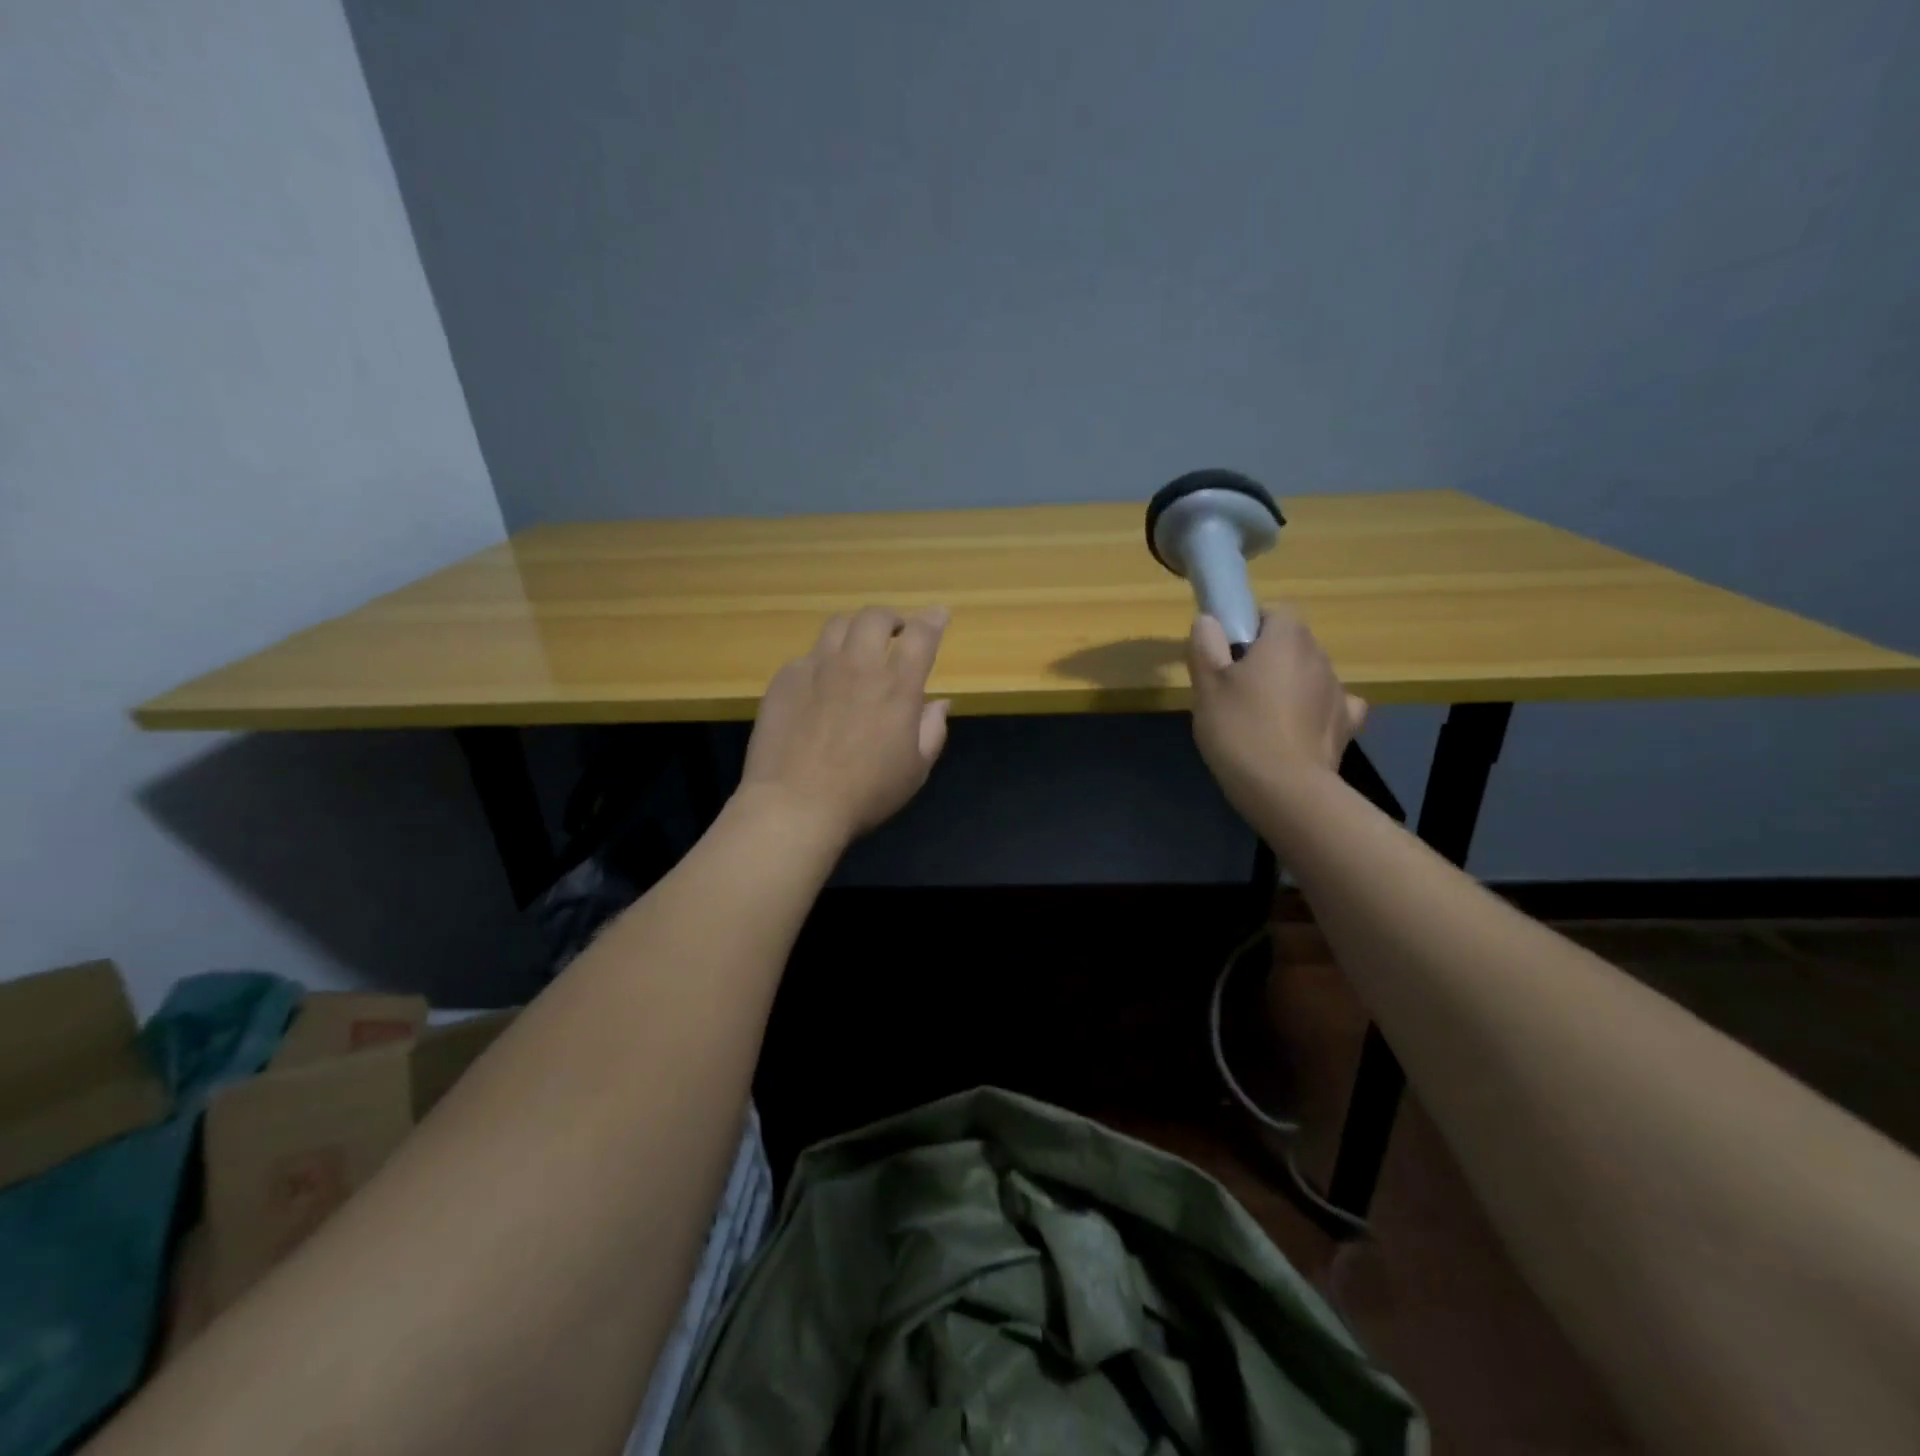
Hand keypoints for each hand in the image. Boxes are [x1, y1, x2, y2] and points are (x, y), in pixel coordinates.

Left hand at [738, 606, 951, 845]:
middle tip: (896, 632)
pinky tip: (821, 683)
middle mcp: (858, 666)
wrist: (795, 804)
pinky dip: (822, 660)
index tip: (938, 615)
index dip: (933, 620)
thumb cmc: (865, 793)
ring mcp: (817, 668)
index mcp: (897, 687)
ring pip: (837, 626)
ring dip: (855, 630)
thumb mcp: (915, 770)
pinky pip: (808, 655)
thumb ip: (932, 731)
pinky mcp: (785, 679)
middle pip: (875, 617)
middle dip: (891, 618)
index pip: (921, 636)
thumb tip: (940, 703)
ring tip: (857, 647)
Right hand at [1186, 607, 1366, 817]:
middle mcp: (1318, 657)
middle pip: (1293, 643)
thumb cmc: (1239, 728)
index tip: (1230, 650)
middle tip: (1236, 688)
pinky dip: (1316, 710)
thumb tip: (1209, 621)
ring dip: (1290, 685)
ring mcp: (1337, 691)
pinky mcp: (1346, 724)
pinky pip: (1331, 705)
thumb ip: (1206, 646)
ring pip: (1309, 674)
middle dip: (1269, 657)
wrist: (1284, 789)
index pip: (1276, 611)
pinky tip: (1298, 728)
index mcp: (1286, 639)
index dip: (1253, 625)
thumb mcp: (1206, 685)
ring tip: (1262, 717)